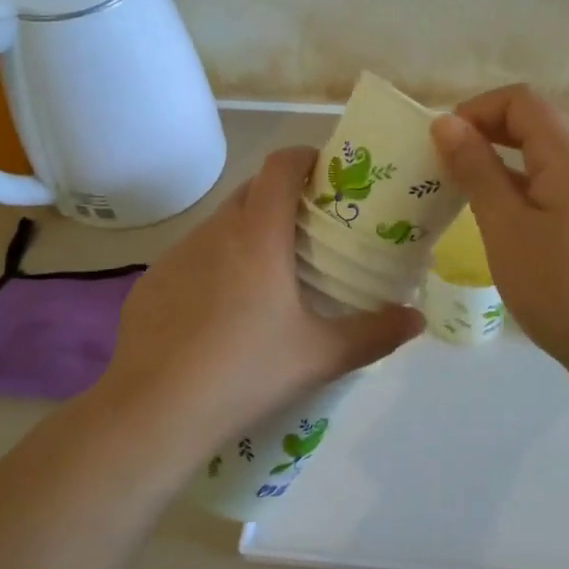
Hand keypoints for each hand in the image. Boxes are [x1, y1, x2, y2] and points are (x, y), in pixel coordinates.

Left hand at [106, 147, 422, 443]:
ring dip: (247, 232)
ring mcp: (177, 255)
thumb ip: (375, 333)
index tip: (328, 176)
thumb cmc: (246, 371)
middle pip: (252, 190)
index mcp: (258, 235)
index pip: (280, 166)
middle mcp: (215, 231)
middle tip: (310, 232)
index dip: (305, 157)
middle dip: (282, 197)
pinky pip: (192, 256)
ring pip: (220, 224)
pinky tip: (221, 311)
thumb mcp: (320, 356)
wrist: (154, 411)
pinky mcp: (152, 282)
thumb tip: (417, 318)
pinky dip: (215, 264)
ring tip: (268, 275)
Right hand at [431, 85, 568, 374]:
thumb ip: (476, 170)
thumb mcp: (506, 227)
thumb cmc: (562, 287)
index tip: (441, 145)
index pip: (520, 100)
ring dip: (499, 161)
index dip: (476, 110)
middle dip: (484, 133)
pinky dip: (519, 186)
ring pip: (542, 153)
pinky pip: (552, 181)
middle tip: (444, 168)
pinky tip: (498, 219)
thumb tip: (446, 122)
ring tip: (462, 193)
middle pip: (533, 121)